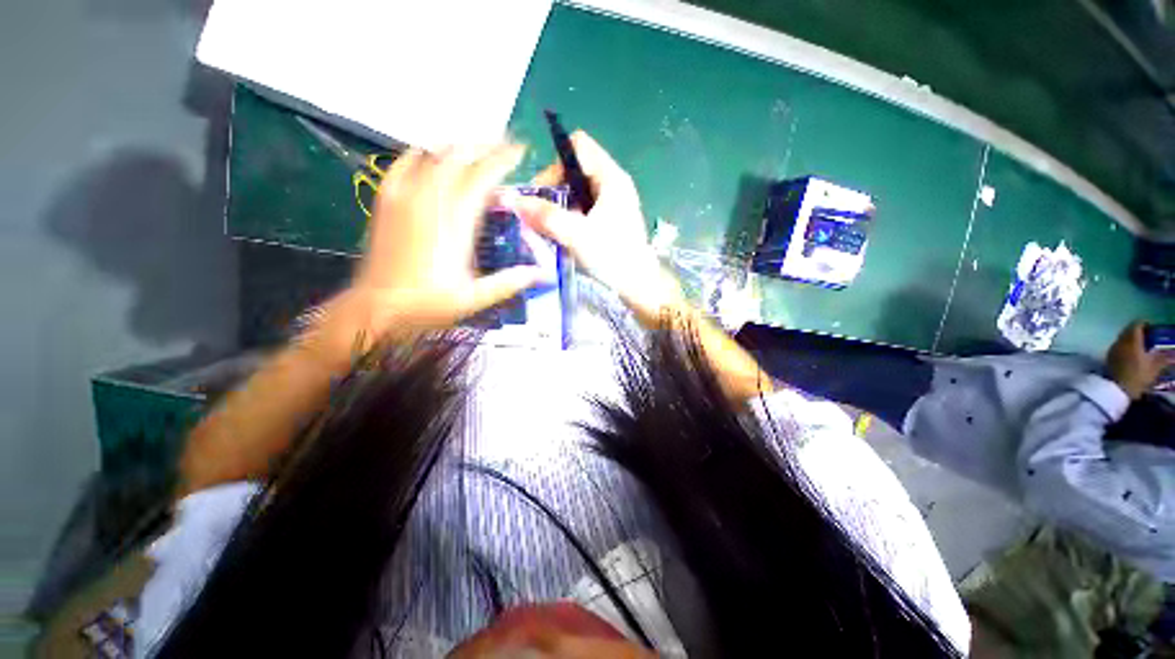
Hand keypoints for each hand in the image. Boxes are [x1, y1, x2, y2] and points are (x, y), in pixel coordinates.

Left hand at [315, 145, 546, 353]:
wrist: (377, 307)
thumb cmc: (428, 304)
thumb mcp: (475, 298)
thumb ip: (510, 282)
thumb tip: (542, 273)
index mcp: (455, 223)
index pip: (482, 176)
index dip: (503, 159)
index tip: (521, 151)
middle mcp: (430, 200)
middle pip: (459, 156)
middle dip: (485, 146)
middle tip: (505, 147)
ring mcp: (404, 196)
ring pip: (434, 154)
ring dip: (459, 147)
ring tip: (478, 150)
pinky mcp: (387, 199)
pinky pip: (405, 162)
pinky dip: (423, 153)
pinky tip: (434, 155)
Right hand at [510, 131, 681, 323]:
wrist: (639, 285)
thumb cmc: (613, 257)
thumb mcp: (577, 235)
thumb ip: (546, 216)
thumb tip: (514, 201)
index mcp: (611, 177)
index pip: (578, 147)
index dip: (556, 164)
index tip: (544, 194)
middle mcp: (613, 183)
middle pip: (575, 169)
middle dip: (554, 189)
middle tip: (542, 216)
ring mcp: (613, 202)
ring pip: (577, 191)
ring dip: (560, 206)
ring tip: (551, 229)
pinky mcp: (611, 219)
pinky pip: (584, 208)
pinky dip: (570, 217)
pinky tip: (565, 236)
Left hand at [1106, 321, 1174, 398]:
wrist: (1117, 388)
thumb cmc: (1137, 375)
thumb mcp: (1154, 367)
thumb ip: (1164, 358)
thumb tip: (1173, 354)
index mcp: (1132, 340)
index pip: (1136, 325)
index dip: (1144, 324)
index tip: (1152, 327)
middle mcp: (1120, 341)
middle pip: (1128, 330)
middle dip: (1138, 331)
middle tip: (1148, 336)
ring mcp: (1113, 349)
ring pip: (1122, 338)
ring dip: (1131, 339)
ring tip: (1142, 345)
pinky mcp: (1109, 357)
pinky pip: (1118, 346)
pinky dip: (1126, 346)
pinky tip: (1132, 354)